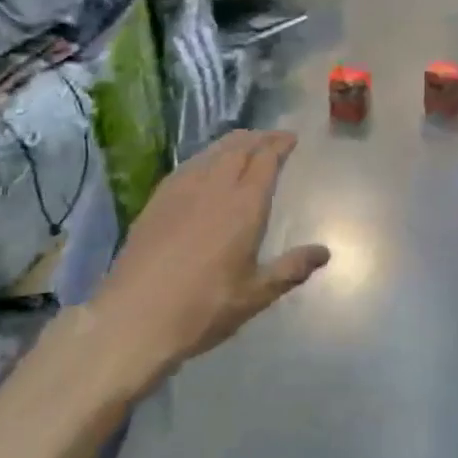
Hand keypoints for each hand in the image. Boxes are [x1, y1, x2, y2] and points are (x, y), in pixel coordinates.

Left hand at [90, 130, 328, 378]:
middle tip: (272, 138)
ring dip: (233, 142)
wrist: (133, 319)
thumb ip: (291, 269)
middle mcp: (214, 187)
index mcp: (244, 205)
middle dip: (259, 137)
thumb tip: (324, 252)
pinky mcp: (157, 200)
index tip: (291, 138)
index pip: (265, 159)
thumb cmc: (203, 308)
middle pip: (239, 147)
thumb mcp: (255, 294)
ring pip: (212, 152)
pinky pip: (189, 165)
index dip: (279, 144)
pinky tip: (206, 167)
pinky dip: (207, 156)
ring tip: (244, 144)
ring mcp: (181, 190)